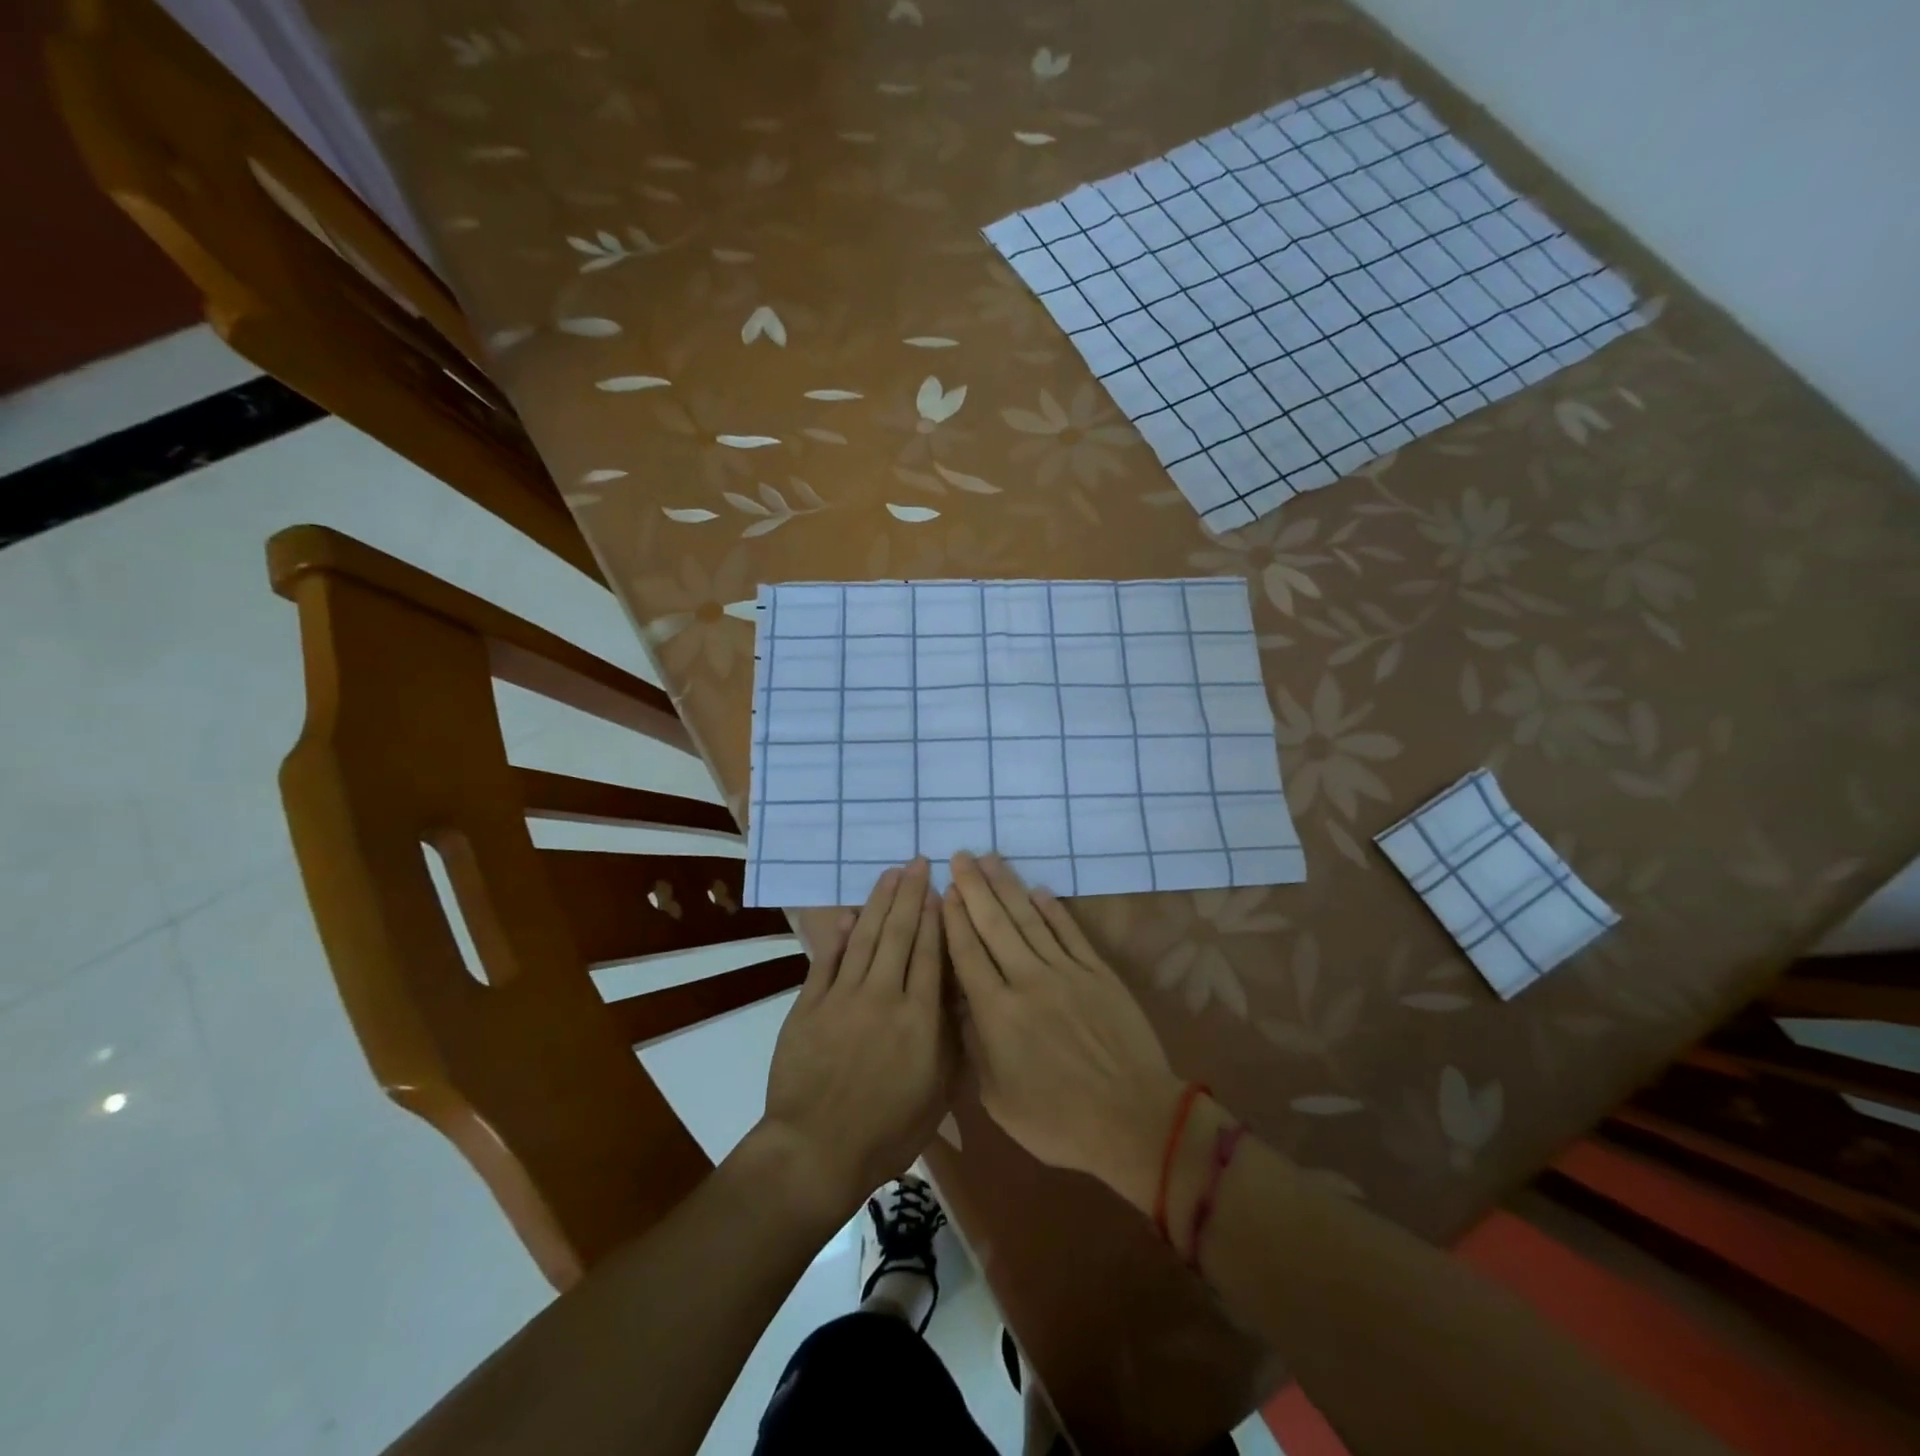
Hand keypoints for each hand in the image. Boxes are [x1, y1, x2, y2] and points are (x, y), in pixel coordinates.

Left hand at [756, 859, 952, 1223]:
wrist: (817, 1150)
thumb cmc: (888, 1130)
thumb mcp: (938, 1091)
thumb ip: (949, 1036)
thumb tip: (957, 991)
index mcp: (920, 1017)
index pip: (930, 953)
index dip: (936, 916)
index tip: (941, 887)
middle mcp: (884, 995)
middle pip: (900, 933)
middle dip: (910, 894)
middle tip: (917, 862)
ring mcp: (843, 997)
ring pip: (866, 937)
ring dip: (879, 902)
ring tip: (890, 873)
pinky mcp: (810, 1005)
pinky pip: (827, 961)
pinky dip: (839, 935)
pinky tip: (849, 915)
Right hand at [942, 852, 1183, 1211]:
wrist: (1133, 1119)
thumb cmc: (1058, 1121)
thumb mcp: (998, 1098)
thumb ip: (975, 1045)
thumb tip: (960, 1003)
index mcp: (997, 1013)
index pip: (967, 953)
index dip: (953, 918)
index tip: (943, 889)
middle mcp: (1027, 980)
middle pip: (994, 924)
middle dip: (974, 887)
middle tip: (959, 856)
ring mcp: (1066, 972)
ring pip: (1029, 919)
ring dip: (1007, 886)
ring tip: (989, 859)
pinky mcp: (1098, 972)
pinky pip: (1069, 931)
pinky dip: (1052, 908)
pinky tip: (1037, 889)